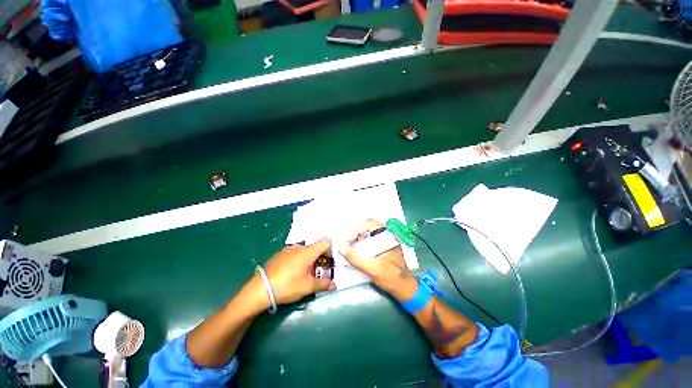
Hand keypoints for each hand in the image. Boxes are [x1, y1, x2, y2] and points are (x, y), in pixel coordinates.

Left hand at [262, 238, 335, 304]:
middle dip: (319, 258)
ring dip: (308, 260)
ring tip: (302, 275)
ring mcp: (288, 249)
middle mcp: (299, 246)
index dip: (330, 251)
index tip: (326, 263)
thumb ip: (324, 284)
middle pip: (315, 247)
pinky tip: (291, 273)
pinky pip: (294, 253)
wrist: (261, 289)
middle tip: (315, 273)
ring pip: (304, 251)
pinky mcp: (280, 254)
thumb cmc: (288, 286)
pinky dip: (298, 260)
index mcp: (309, 251)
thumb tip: (334, 285)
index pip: (326, 242)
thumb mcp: (308, 287)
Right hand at [340, 219, 417, 300]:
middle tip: (348, 242)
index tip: (349, 240)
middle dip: (356, 232)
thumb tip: (341, 248)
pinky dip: (362, 242)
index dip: (357, 229)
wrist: (405, 289)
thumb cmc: (391, 278)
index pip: (370, 224)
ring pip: (369, 233)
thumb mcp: (373, 269)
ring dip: (359, 237)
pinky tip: (357, 250)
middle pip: (368, 227)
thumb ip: (356, 259)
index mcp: (387, 237)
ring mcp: (385, 242)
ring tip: (350, 246)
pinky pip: (371, 240)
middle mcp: (387, 236)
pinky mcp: (383, 248)